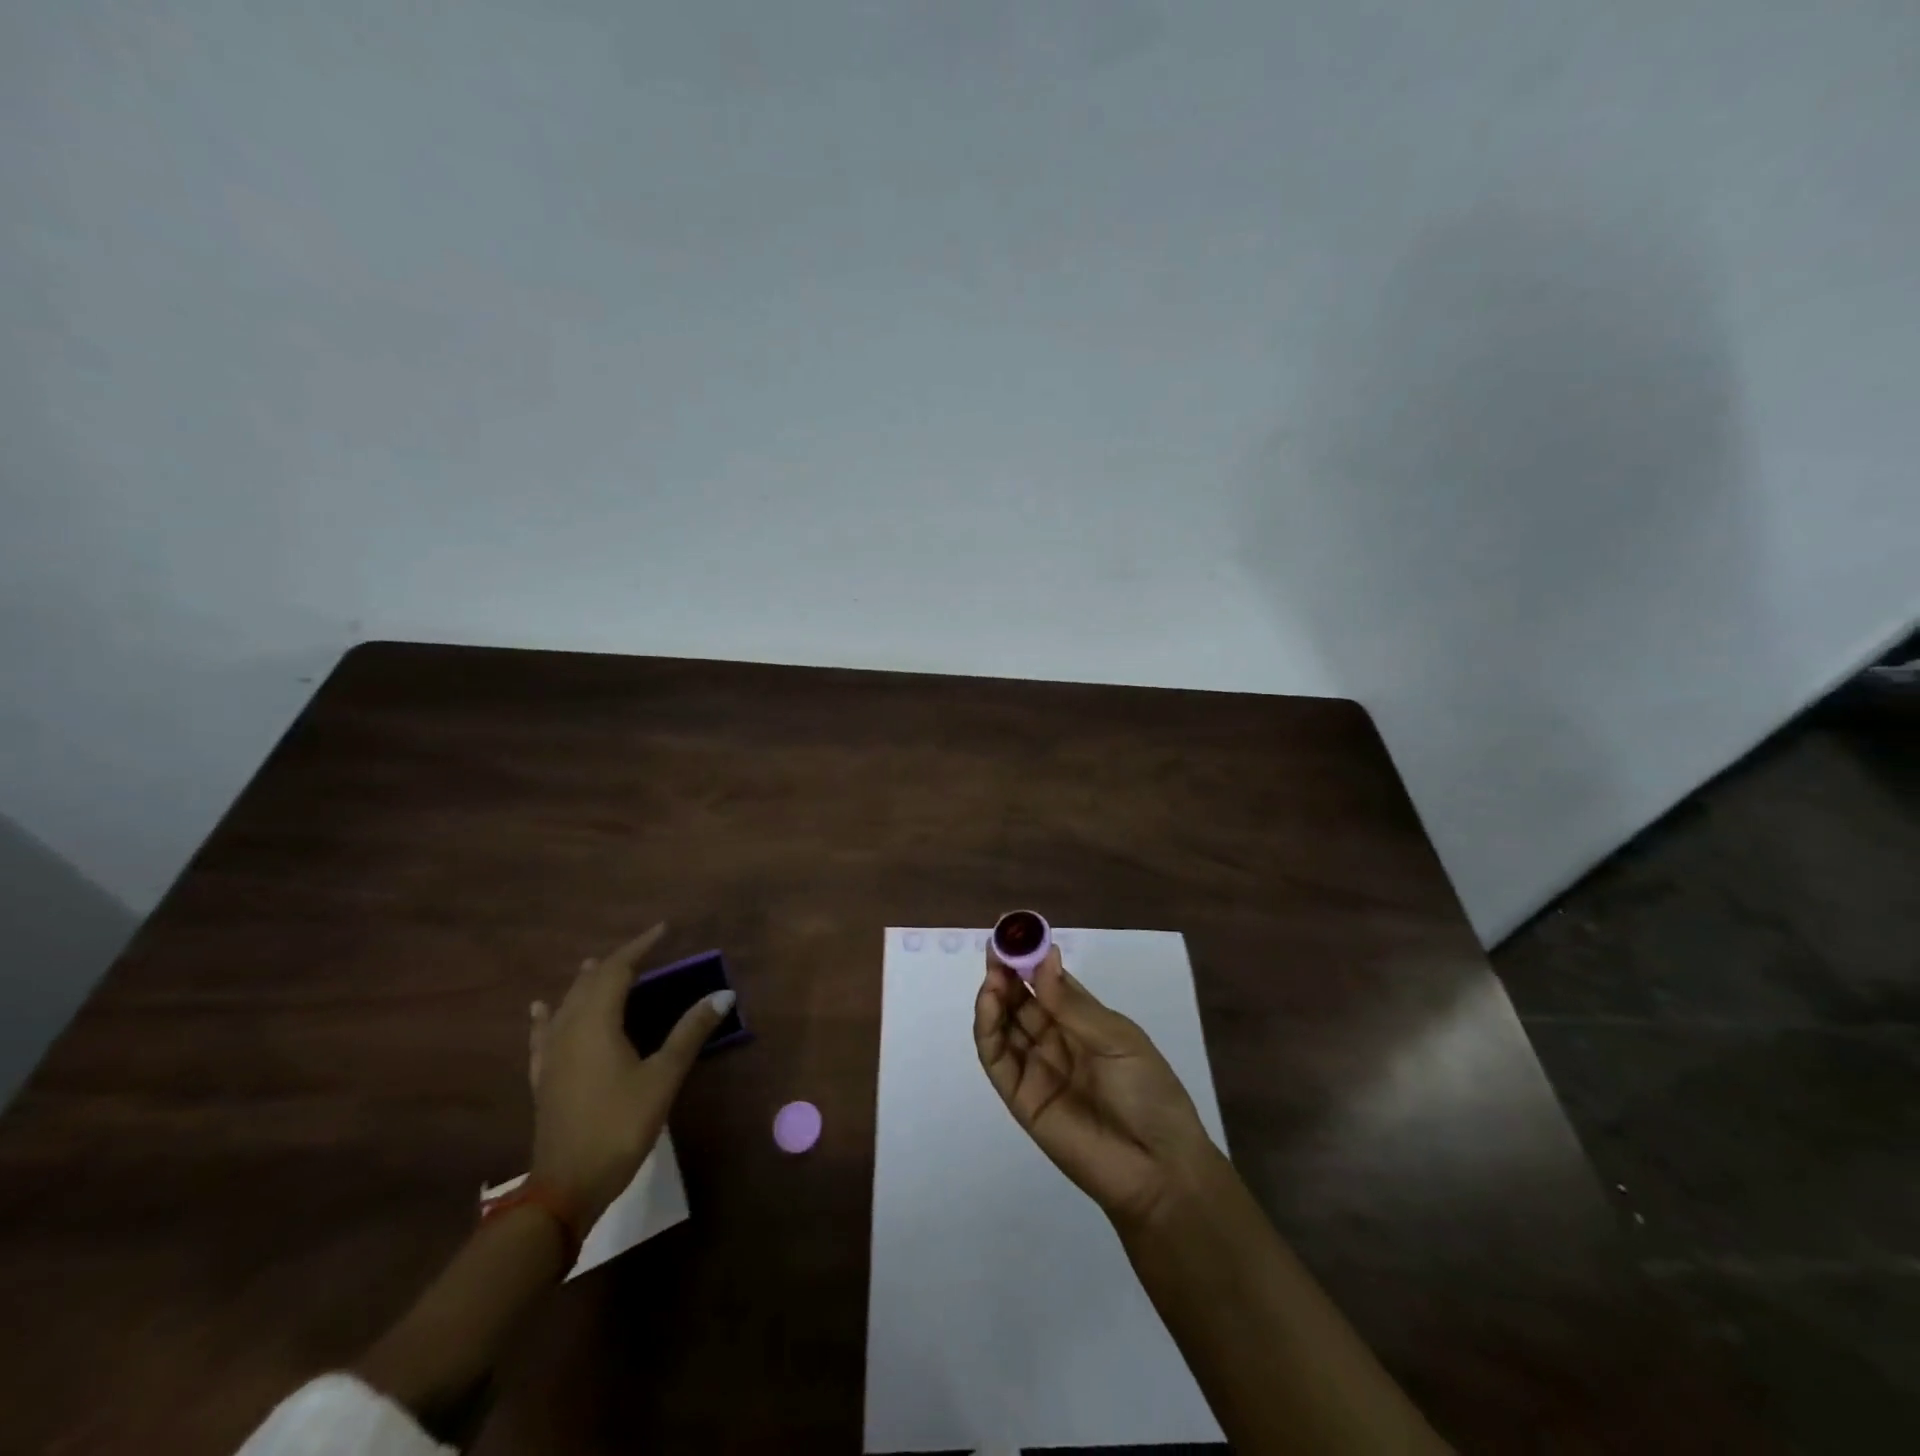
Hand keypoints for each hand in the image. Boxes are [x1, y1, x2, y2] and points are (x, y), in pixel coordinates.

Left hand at [527, 925, 729, 1230]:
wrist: (565, 1187)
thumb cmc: (619, 1125)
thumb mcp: (663, 1077)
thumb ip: (690, 1032)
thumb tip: (722, 994)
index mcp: (596, 1022)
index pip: (617, 970)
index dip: (640, 946)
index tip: (664, 929)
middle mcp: (569, 1028)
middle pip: (590, 982)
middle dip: (617, 962)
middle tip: (645, 951)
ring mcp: (552, 1054)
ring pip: (567, 1003)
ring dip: (586, 982)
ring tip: (597, 965)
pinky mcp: (544, 1077)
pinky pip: (544, 1033)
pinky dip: (548, 1014)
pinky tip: (542, 1009)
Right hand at [973, 945, 1219, 1228]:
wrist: (1158, 1169)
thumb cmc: (1148, 1093)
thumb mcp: (1118, 1040)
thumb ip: (1073, 1004)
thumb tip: (1044, 958)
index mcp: (1084, 1023)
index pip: (1049, 983)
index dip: (1031, 958)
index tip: (1014, 930)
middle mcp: (1057, 1041)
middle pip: (1022, 1001)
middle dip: (1007, 972)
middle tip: (996, 947)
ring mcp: (1036, 1069)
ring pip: (1005, 1026)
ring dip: (994, 996)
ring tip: (993, 973)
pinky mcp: (1020, 1098)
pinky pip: (997, 1059)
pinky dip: (988, 1030)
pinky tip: (990, 1003)